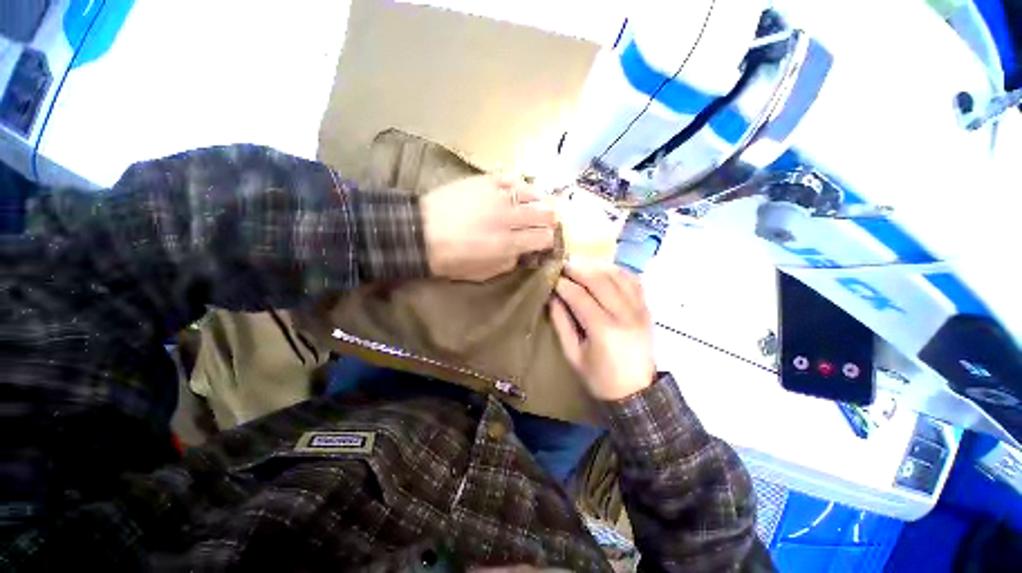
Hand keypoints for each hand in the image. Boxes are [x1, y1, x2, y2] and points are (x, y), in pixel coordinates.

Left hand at [422, 175, 556, 280]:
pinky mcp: (485, 181)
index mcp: (507, 244)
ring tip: (538, 206)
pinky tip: (521, 192)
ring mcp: (497, 196)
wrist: (419, 232)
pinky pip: (513, 178)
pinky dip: (521, 186)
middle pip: (546, 213)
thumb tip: (524, 252)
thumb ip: (509, 263)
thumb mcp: (482, 273)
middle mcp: (508, 218)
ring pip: (534, 193)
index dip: (549, 241)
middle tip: (546, 224)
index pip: (544, 238)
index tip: (545, 242)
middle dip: (551, 220)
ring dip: (541, 202)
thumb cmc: (450, 259)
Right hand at [549, 260, 655, 400]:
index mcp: (603, 330)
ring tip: (581, 262)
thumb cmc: (599, 377)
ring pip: (618, 276)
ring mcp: (639, 310)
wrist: (636, 392)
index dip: (563, 284)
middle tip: (563, 263)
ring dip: (597, 265)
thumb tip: (553, 296)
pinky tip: (604, 269)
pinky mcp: (647, 310)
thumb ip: (561, 323)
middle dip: (579, 268)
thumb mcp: (573, 355)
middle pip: (600, 280)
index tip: (551, 276)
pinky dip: (618, 271)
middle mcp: (625, 315)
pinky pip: (634, 282)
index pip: (579, 296)